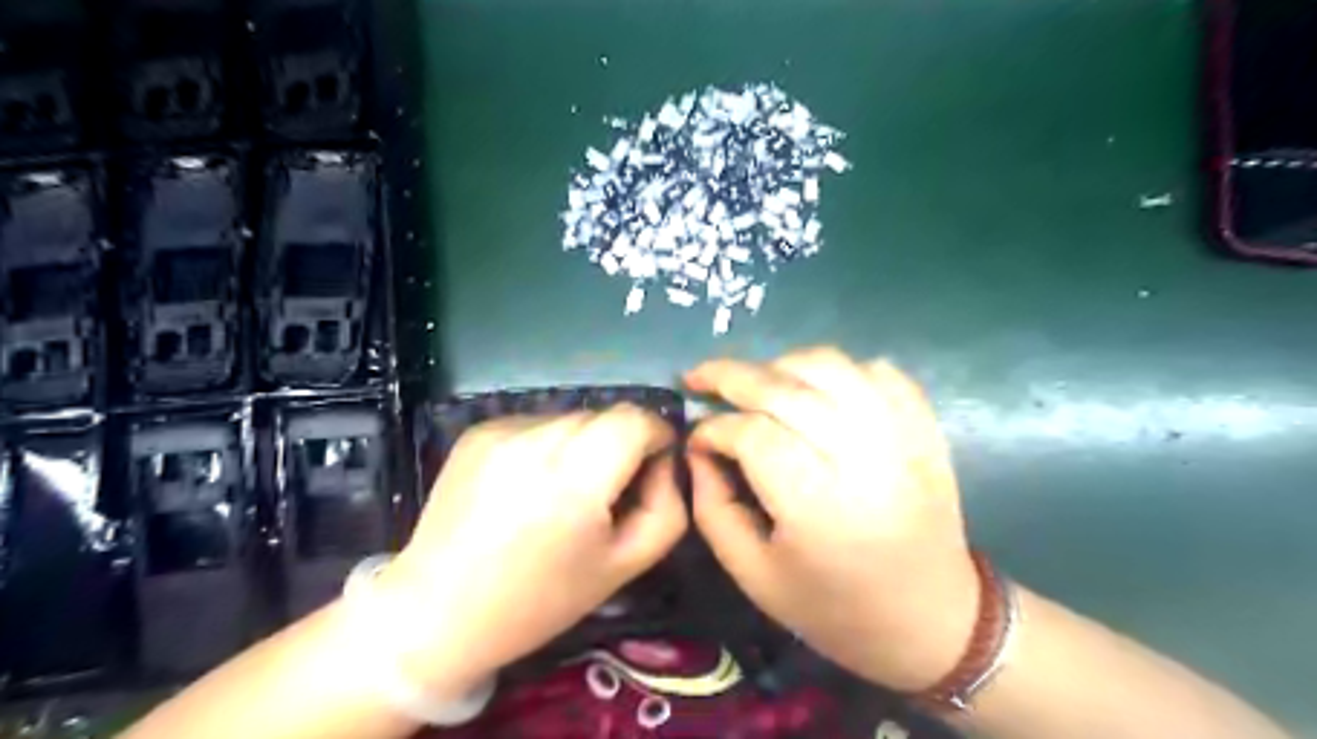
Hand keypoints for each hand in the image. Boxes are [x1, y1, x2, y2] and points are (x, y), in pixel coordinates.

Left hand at [376, 406, 682, 694]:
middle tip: (607, 492)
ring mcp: (501, 430)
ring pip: (572, 418)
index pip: (636, 418)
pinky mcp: (478, 431)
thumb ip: (667, 507)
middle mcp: (536, 439)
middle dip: (621, 444)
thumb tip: (663, 463)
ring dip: (584, 445)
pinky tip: (527, 487)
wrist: (437, 611)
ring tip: (561, 492)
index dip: (656, 436)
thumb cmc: (539, 599)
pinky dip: (547, 446)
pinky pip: (536, 423)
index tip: (651, 469)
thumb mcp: (624, 565)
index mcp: (575, 478)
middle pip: (605, 415)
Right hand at [689, 347, 974, 692]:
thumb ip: (713, 508)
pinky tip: (816, 390)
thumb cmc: (834, 607)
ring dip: (781, 365)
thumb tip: (699, 449)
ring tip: (756, 383)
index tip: (696, 439)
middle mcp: (861, 457)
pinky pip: (877, 371)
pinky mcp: (923, 427)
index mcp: (817, 505)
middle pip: (785, 388)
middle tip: (698, 377)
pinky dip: (839, 370)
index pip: (751, 434)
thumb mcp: (753, 575)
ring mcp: (899, 435)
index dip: (713, 429)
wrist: (932, 620)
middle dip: (730, 375)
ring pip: (829, 365)